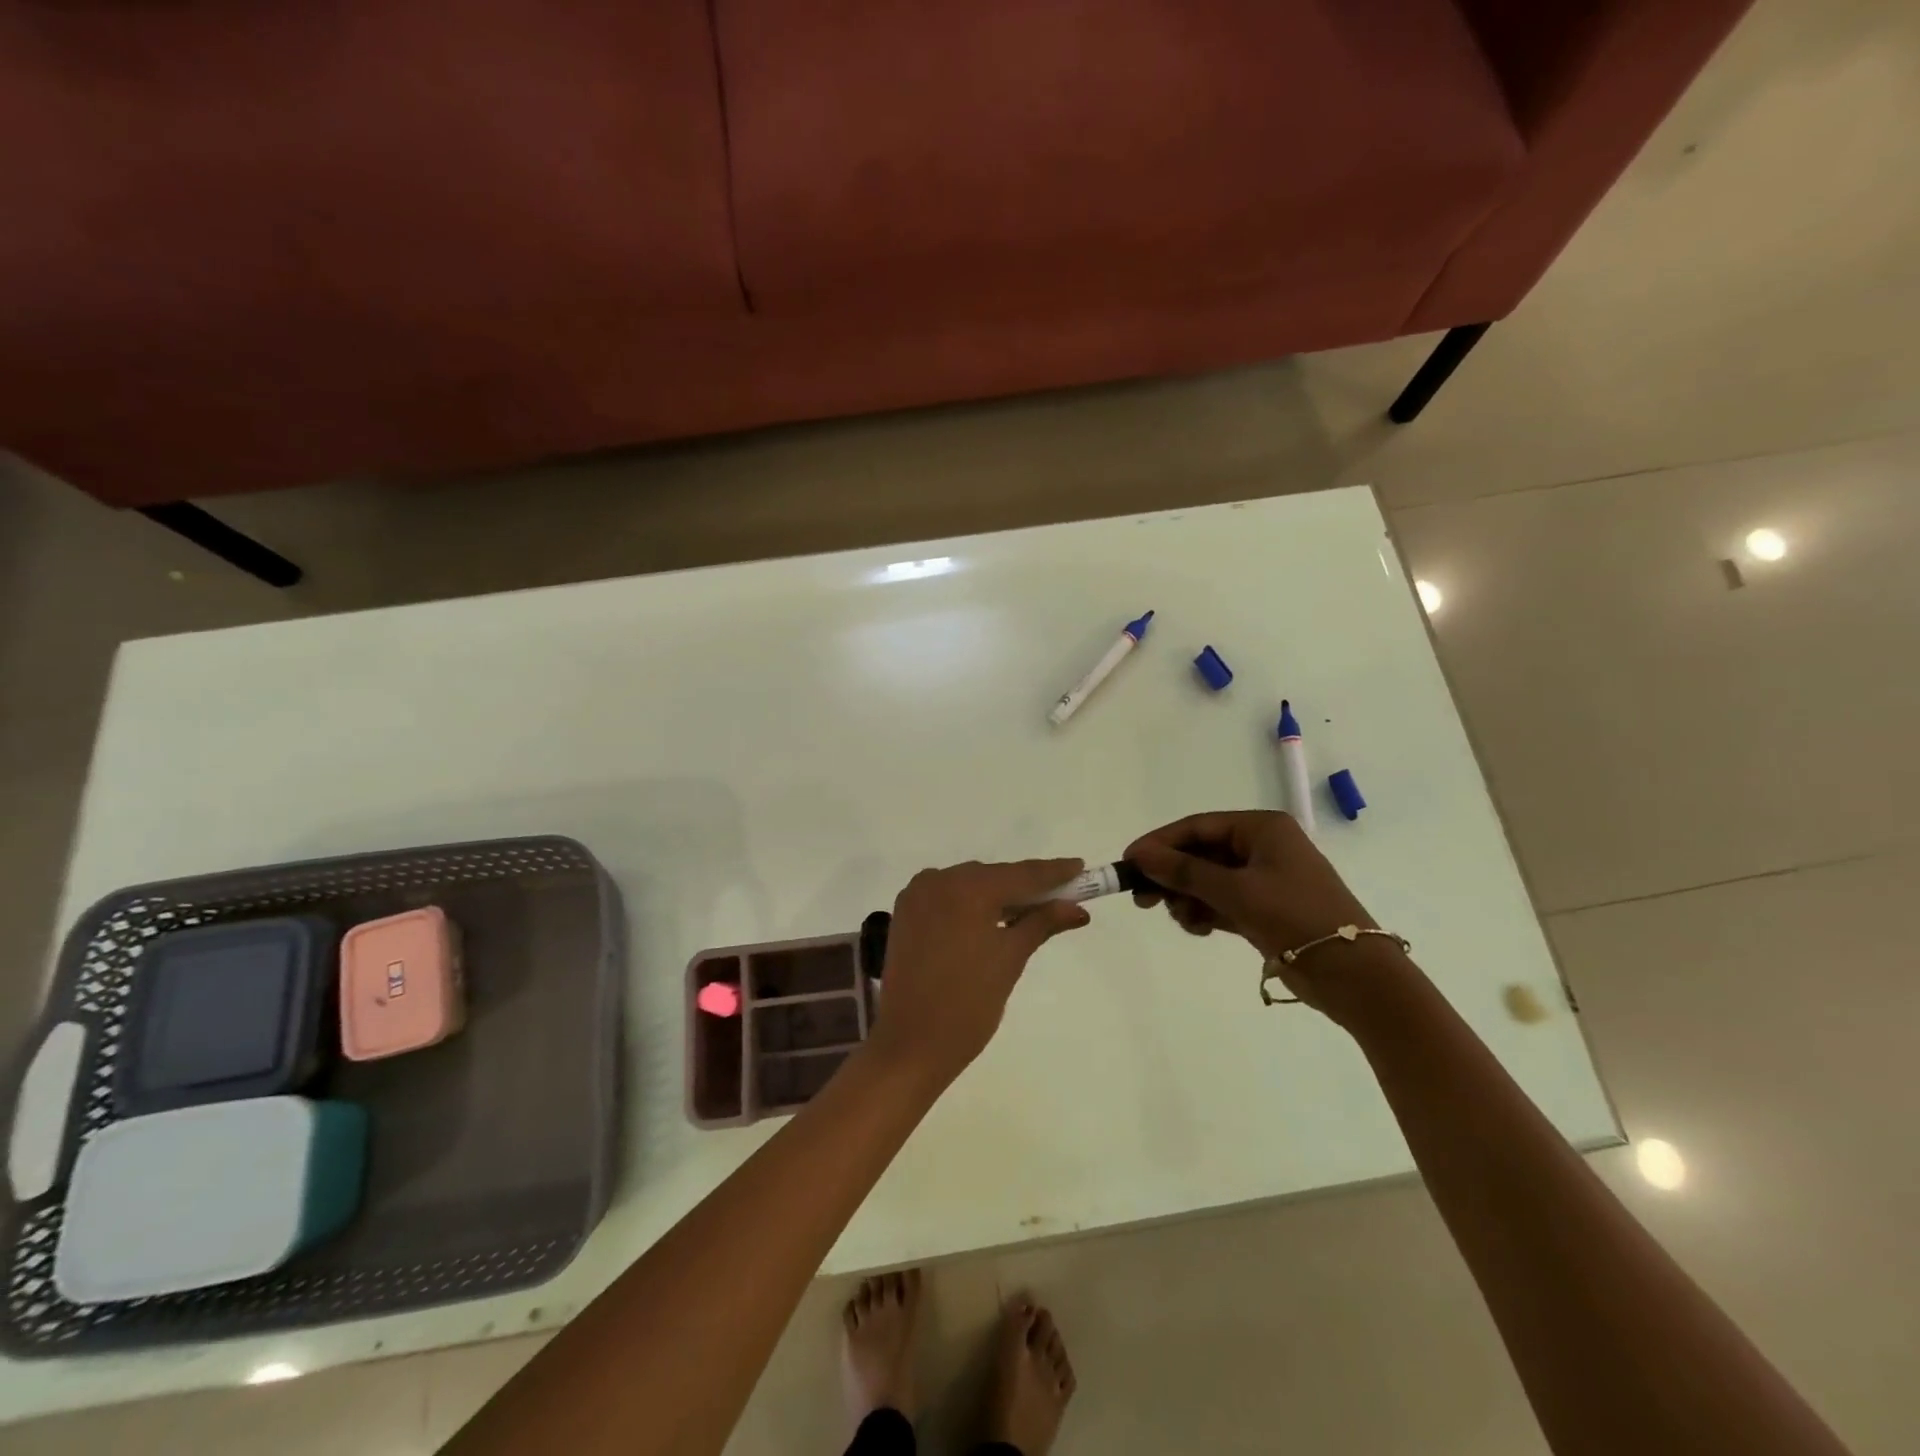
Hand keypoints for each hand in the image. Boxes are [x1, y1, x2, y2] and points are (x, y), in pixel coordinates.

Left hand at [866, 858, 1089, 1086]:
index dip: (1053, 872)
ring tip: (1030, 911)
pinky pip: (948, 896)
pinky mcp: (906, 912)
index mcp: (967, 888)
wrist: (911, 1044)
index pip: (1021, 874)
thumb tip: (1077, 908)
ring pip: (970, 885)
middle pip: (994, 876)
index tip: (1080, 867)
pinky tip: (991, 918)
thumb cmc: (969, 1005)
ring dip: (998, 895)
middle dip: (1026, 887)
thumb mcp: (1011, 959)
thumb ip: (1042, 923)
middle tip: (1061, 897)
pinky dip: (971, 903)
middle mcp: (939, 879)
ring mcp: (917, 894)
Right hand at [1124, 812, 1404, 1019]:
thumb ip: (1184, 871)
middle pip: (1200, 853)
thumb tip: (1139, 854)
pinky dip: (1205, 912)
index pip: (1197, 826)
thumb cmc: (1295, 917)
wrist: (1353, 975)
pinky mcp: (1264, 908)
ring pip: (1207, 880)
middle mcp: (1262, 847)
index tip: (1128, 862)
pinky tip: (1198, 928)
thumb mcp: (1235, 891)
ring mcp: (1264, 879)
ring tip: (1181, 919)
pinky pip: (1221, 901)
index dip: (1160, 843)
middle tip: (1143, 899)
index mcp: (1262, 828)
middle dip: (1172, 875)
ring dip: (1187, 898)